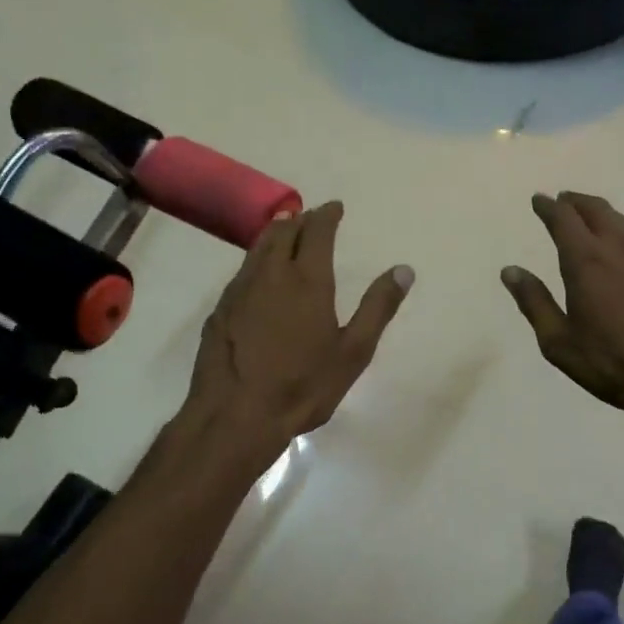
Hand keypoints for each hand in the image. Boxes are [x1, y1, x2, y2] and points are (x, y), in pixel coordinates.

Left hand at [185, 201, 411, 458]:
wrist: (235, 416)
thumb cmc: (303, 386)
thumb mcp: (353, 351)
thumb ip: (378, 307)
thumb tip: (403, 270)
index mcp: (307, 281)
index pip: (317, 232)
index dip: (327, 215)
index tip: (335, 207)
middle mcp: (270, 275)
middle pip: (283, 233)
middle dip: (300, 220)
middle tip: (312, 217)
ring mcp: (238, 291)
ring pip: (257, 248)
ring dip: (275, 234)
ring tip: (285, 231)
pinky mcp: (219, 311)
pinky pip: (242, 272)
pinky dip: (256, 260)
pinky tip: (259, 275)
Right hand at [502, 192, 623, 436]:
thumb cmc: (612, 365)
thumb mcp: (559, 342)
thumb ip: (534, 303)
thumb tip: (511, 271)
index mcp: (587, 262)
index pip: (564, 219)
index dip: (548, 207)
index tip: (539, 199)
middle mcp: (622, 250)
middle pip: (598, 211)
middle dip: (578, 202)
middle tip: (565, 200)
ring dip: (606, 216)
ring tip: (596, 219)